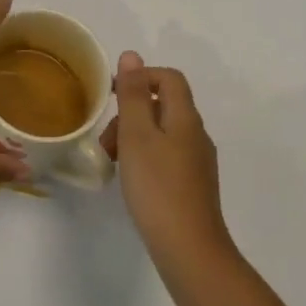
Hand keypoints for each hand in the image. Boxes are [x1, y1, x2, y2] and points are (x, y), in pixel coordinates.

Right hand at [103, 52, 228, 264]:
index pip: (169, 78)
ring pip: (163, 133)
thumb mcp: (137, 135)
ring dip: (135, 137)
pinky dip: (145, 158)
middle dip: (131, 113)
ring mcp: (198, 162)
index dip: (141, 77)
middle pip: (164, 105)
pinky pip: (166, 156)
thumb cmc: (158, 187)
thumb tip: (132, 56)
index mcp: (185, 118)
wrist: (189, 250)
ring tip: (113, 163)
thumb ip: (133, 95)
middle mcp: (196, 135)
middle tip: (107, 140)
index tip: (111, 95)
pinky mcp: (193, 186)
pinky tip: (131, 181)